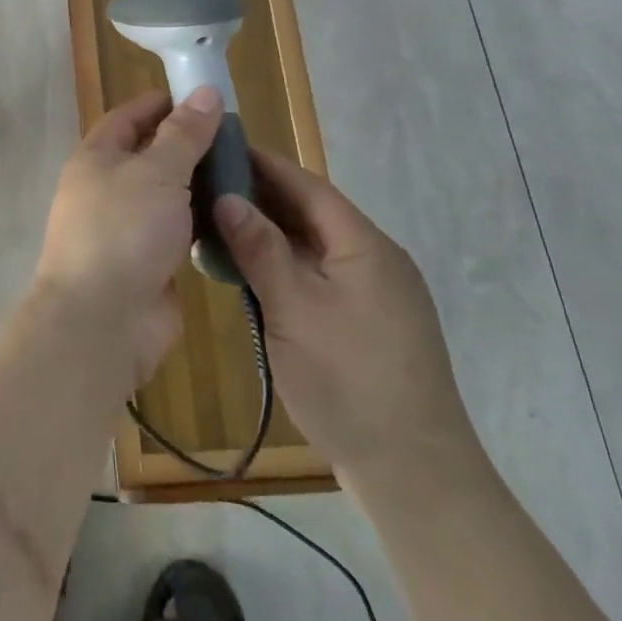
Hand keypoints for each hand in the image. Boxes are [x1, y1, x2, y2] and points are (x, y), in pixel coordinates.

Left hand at [35, 87, 223, 383]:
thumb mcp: (158, 172)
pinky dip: (202, 222)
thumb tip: (205, 92)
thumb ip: (184, 134)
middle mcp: (107, 189)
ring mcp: (127, 228)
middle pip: (150, 156)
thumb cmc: (124, 231)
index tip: (204, 99)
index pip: (128, 117)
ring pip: (167, 196)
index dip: (163, 104)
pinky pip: (178, 231)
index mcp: (97, 158)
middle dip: (189, 146)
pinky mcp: (148, 262)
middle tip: (237, 139)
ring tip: (246, 173)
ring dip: (200, 185)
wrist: (103, 321)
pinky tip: (236, 215)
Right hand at [213, 148, 476, 482]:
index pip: (307, 186)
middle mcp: (374, 259)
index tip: (220, 147)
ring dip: (270, 234)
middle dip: (261, 197)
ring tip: (219, 226)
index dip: (263, 164)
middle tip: (207, 187)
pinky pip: (319, 276)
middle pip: (311, 213)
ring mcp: (374, 294)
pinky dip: (284, 267)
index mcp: (363, 245)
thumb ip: (260, 250)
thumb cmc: (349, 381)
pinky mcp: (367, 323)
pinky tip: (252, 274)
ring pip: (314, 247)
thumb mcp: (294, 309)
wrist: (414, 473)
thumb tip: (226, 197)